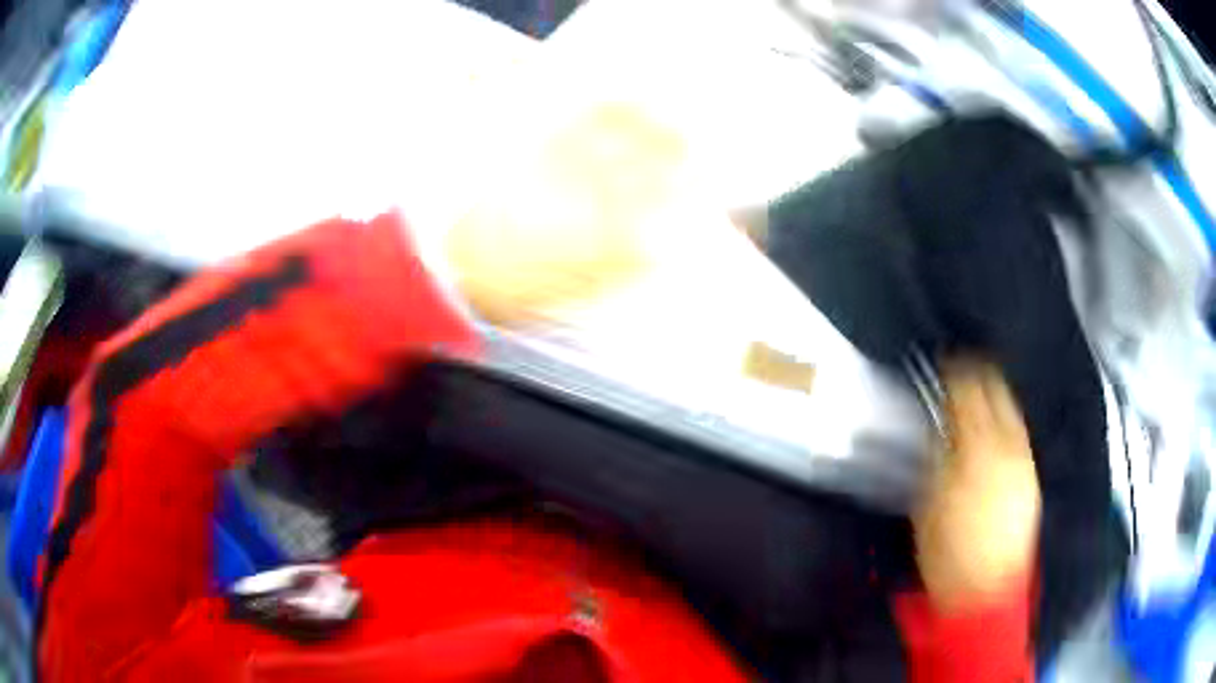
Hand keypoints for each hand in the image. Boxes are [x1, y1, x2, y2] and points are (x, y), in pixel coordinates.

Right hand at [913, 359, 1040, 613]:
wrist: (985, 588)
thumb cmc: (948, 552)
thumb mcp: (928, 504)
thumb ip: (936, 457)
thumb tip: (939, 425)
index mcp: (974, 452)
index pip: (966, 393)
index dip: (954, 373)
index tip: (943, 365)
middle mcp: (1005, 446)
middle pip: (995, 391)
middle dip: (977, 373)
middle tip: (961, 368)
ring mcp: (1023, 458)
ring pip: (1010, 407)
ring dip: (994, 392)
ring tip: (979, 388)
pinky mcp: (1031, 473)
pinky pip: (1019, 430)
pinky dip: (1006, 417)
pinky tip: (996, 422)